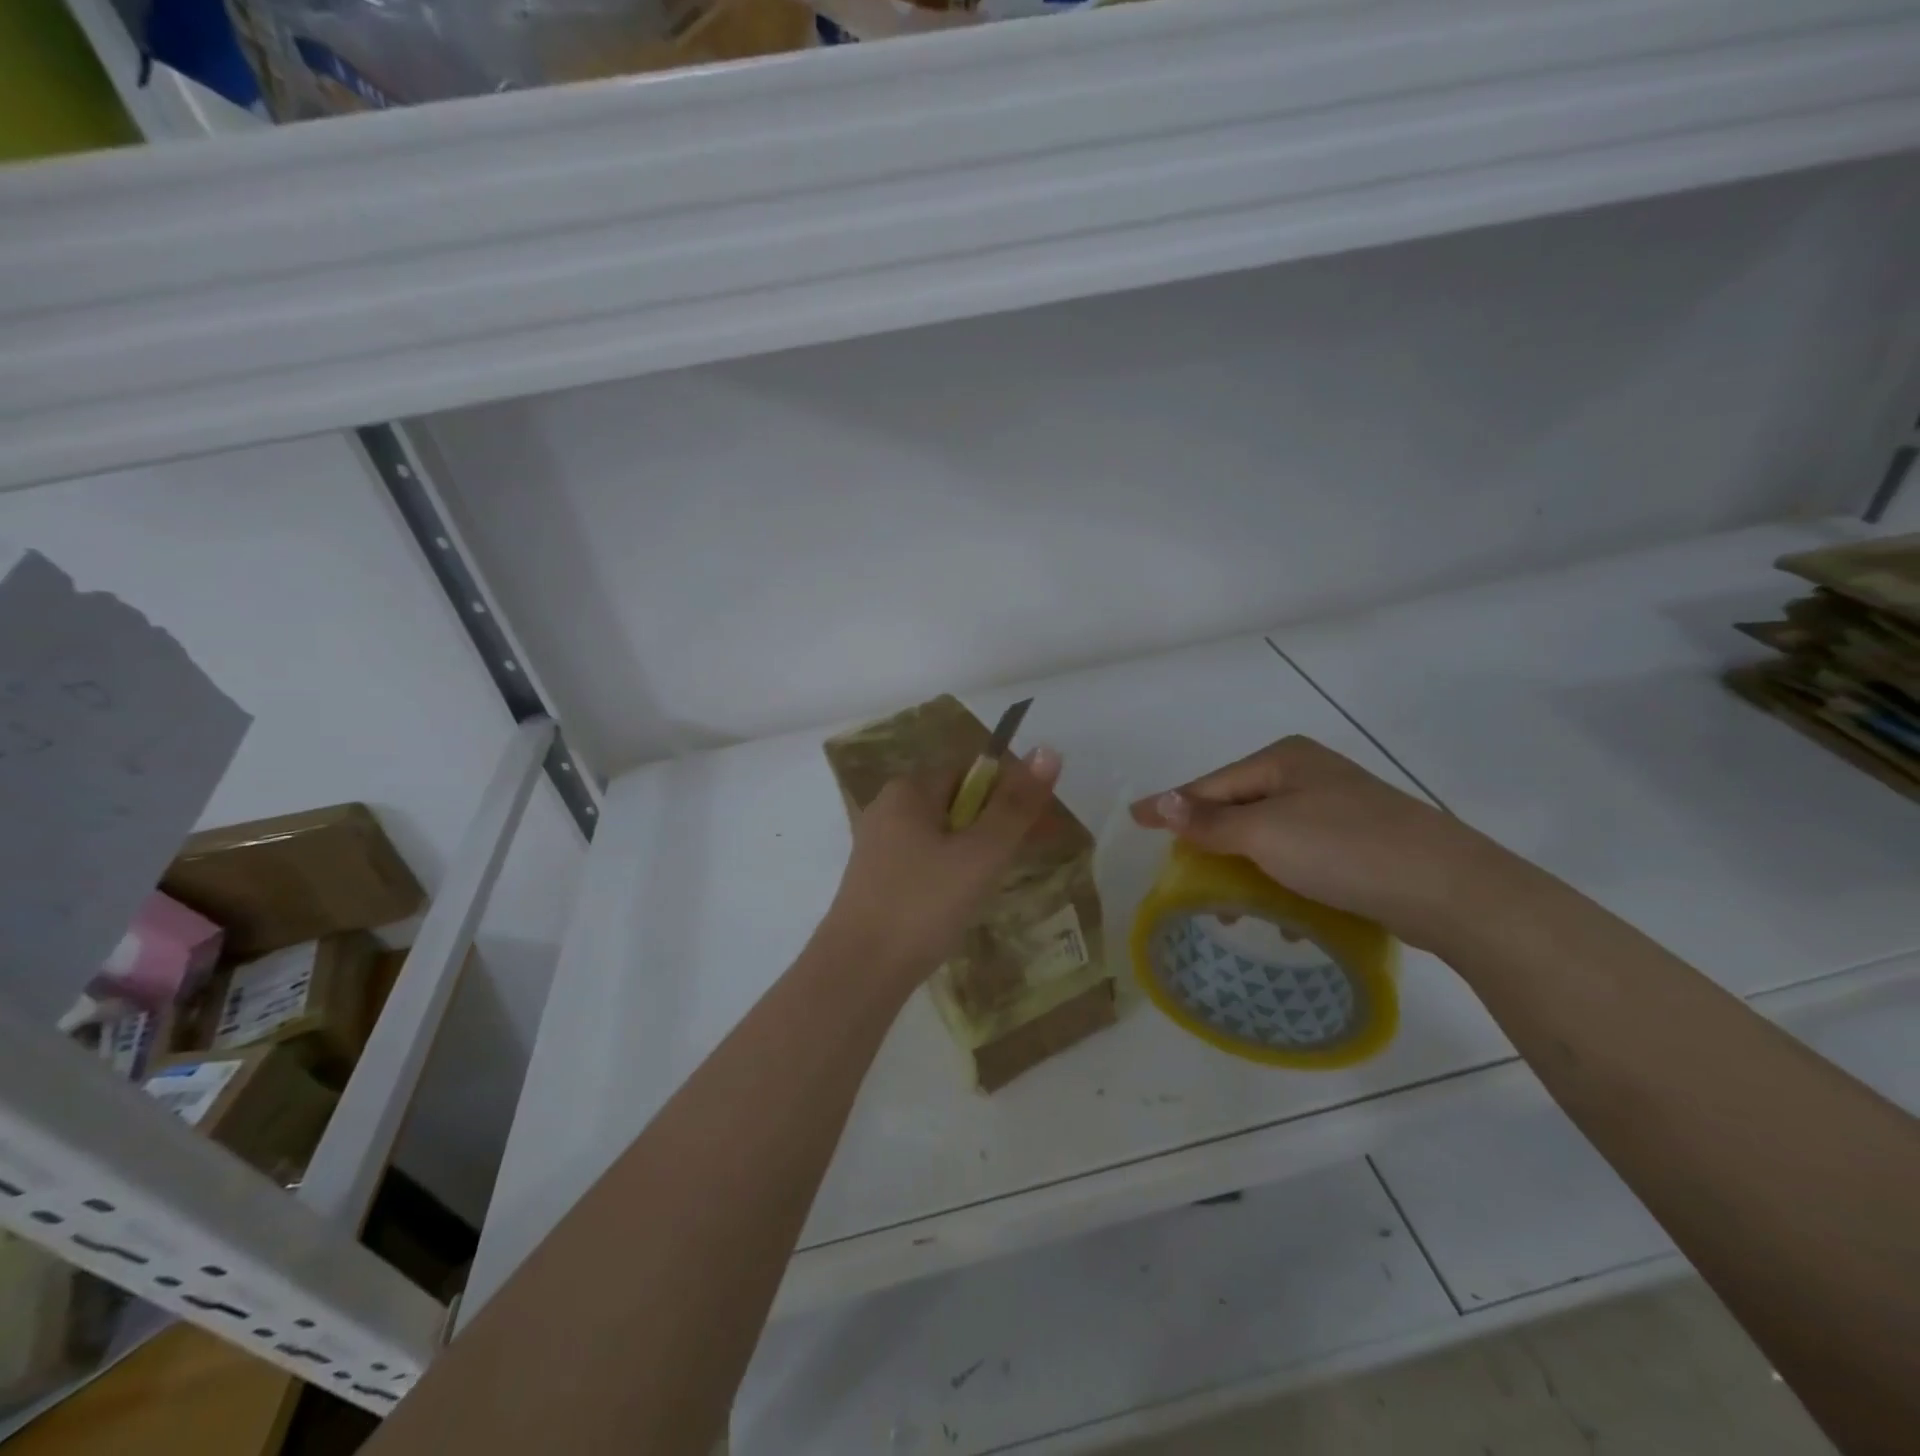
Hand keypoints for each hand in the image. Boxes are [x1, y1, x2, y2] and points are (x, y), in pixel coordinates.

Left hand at [823, 746, 1063, 985]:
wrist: (859, 973)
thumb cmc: (923, 905)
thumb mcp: (980, 854)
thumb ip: (1015, 806)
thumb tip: (1048, 751)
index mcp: (909, 790)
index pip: (973, 772)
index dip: (1012, 793)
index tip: (1041, 826)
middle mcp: (888, 808)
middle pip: (958, 802)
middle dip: (997, 824)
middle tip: (1029, 855)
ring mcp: (879, 845)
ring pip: (944, 834)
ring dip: (978, 850)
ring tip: (998, 883)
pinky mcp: (877, 879)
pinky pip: (927, 859)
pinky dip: (952, 870)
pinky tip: (963, 900)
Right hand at [1130, 736, 1516, 948]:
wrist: (1451, 890)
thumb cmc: (1345, 850)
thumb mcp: (1265, 833)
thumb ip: (1209, 820)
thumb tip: (1160, 802)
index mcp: (1284, 759)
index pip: (1210, 784)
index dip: (1170, 805)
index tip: (1133, 821)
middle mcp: (1310, 774)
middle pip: (1239, 807)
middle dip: (1210, 841)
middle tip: (1184, 874)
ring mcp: (1339, 807)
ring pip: (1270, 835)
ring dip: (1246, 867)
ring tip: (1232, 907)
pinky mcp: (1362, 842)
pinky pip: (1301, 856)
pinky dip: (1282, 879)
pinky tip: (1285, 912)